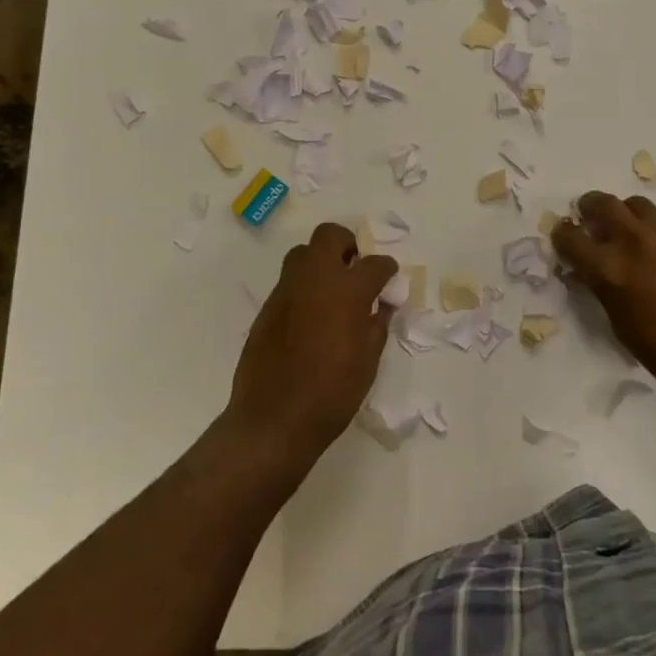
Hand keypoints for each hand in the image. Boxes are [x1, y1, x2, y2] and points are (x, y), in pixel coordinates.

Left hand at [228, 223, 398, 458]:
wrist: (274, 419)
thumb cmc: (332, 393)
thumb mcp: (368, 361)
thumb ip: (377, 324)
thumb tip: (380, 306)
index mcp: (347, 290)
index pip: (375, 264)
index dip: (386, 269)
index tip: (388, 278)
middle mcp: (315, 279)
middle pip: (330, 236)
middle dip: (347, 245)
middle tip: (354, 269)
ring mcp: (286, 290)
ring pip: (303, 254)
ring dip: (320, 262)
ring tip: (331, 290)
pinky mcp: (267, 307)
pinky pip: (288, 283)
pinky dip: (303, 288)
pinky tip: (310, 316)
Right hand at [551, 192, 655, 403]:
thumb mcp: (621, 325)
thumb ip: (605, 290)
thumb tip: (597, 274)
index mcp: (609, 268)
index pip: (570, 236)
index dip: (563, 236)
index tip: (565, 238)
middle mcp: (636, 242)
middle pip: (603, 203)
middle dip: (590, 207)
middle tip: (592, 219)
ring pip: (639, 207)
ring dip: (628, 216)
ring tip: (633, 234)